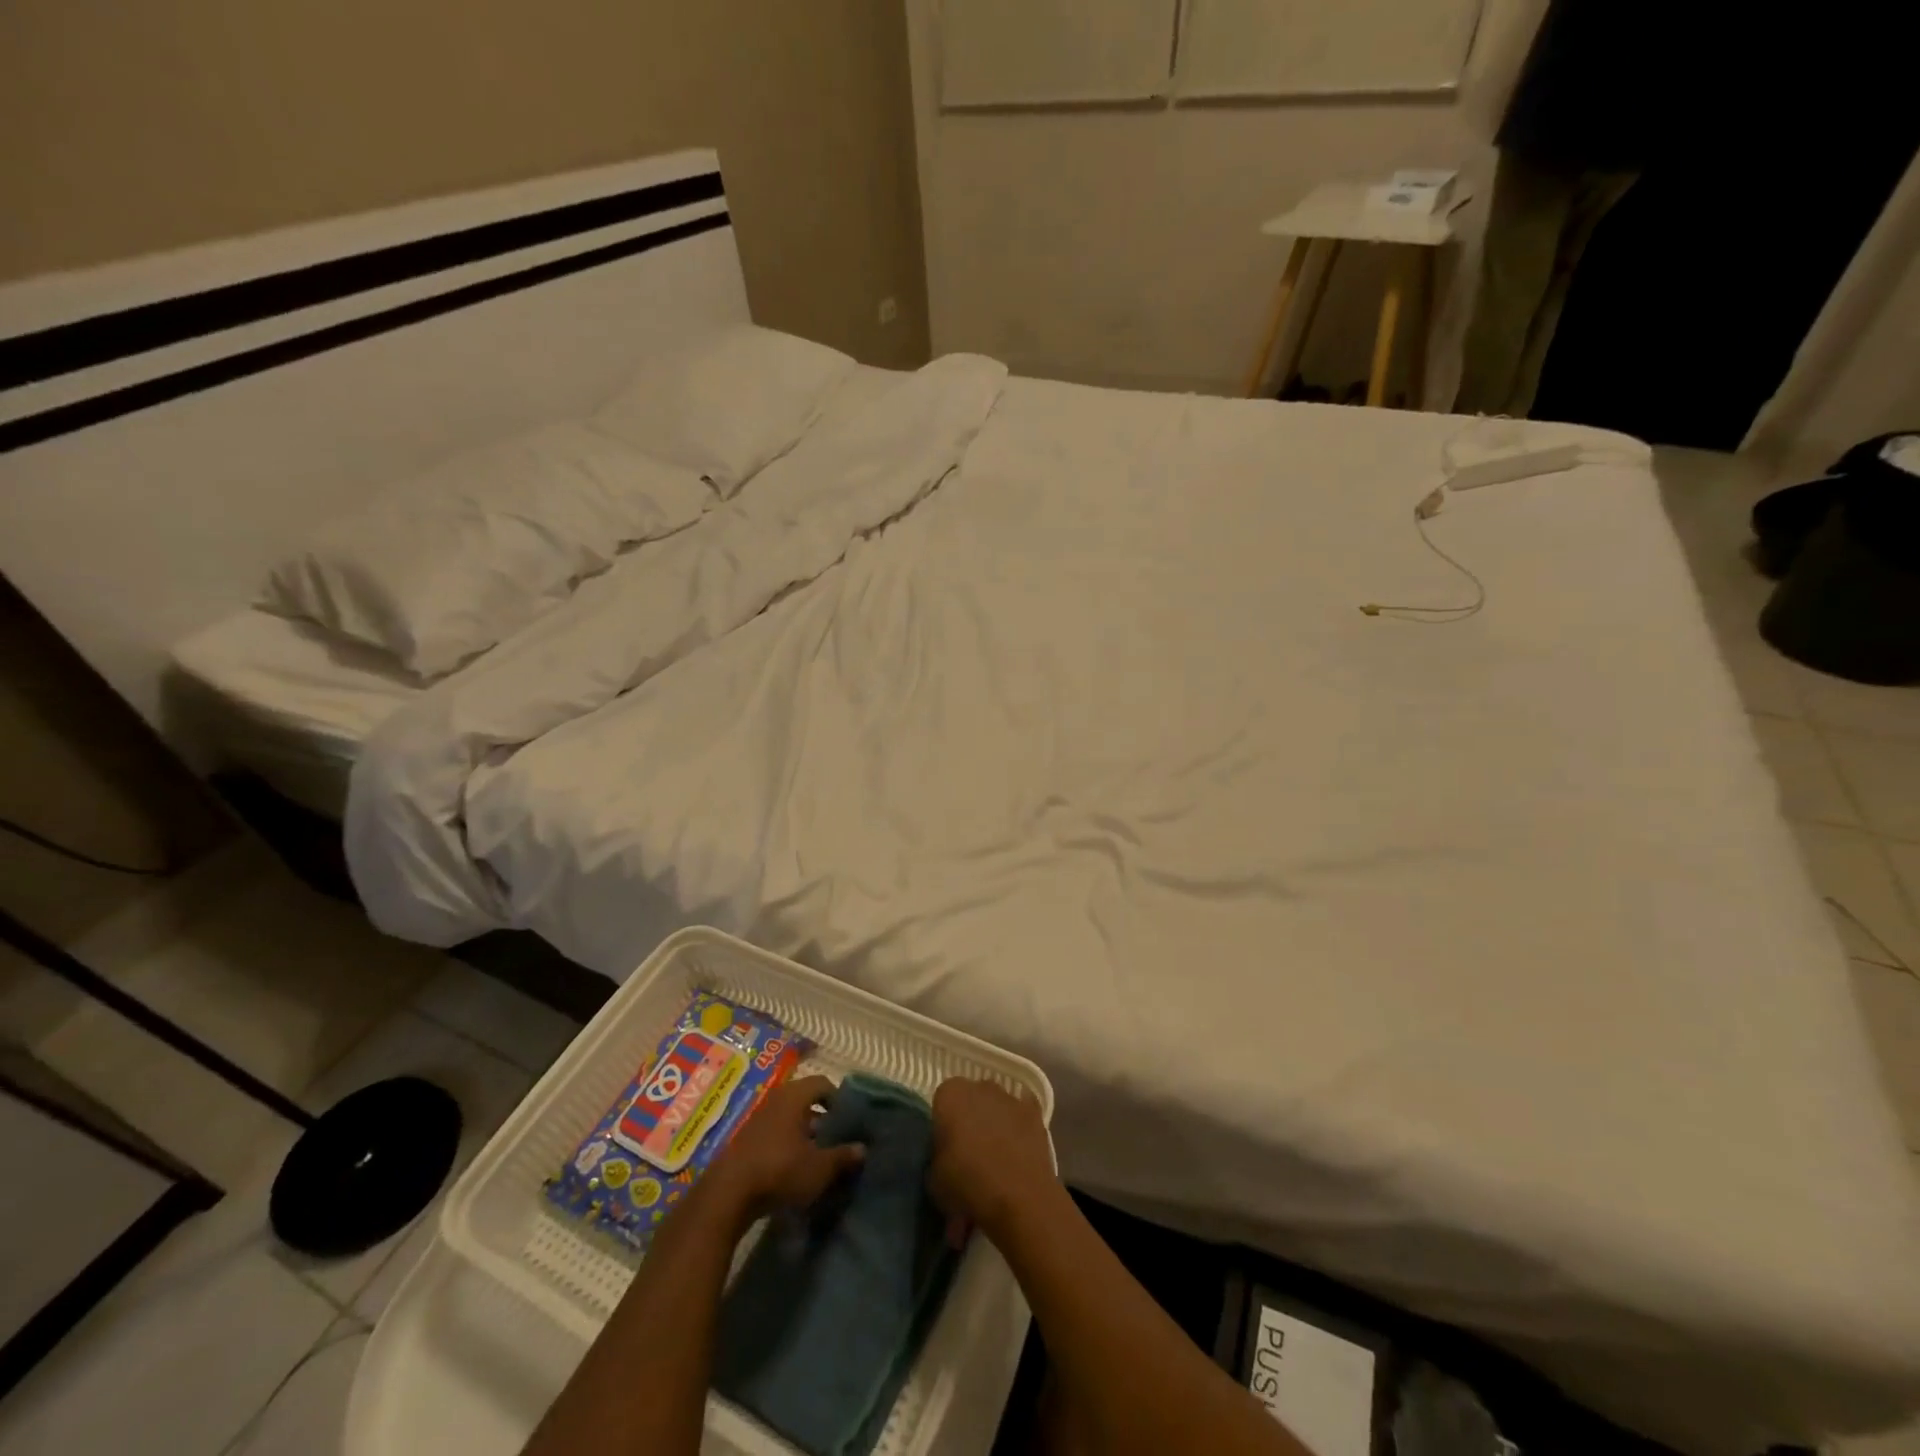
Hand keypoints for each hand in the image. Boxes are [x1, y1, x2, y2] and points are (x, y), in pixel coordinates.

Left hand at [708, 1075, 864, 1226]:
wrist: (727, 1195)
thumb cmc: (780, 1170)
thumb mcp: (819, 1168)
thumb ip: (843, 1156)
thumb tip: (862, 1148)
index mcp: (795, 1096)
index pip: (822, 1083)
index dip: (838, 1098)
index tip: (848, 1118)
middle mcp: (776, 1100)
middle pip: (804, 1100)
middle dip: (821, 1117)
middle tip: (835, 1137)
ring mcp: (757, 1120)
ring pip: (788, 1118)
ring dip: (803, 1133)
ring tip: (817, 1155)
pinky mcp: (745, 1141)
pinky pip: (774, 1134)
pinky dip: (786, 1144)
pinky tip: (794, 1168)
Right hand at [927, 1079, 1057, 1244]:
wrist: (1021, 1199)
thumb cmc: (968, 1185)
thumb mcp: (934, 1179)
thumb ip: (938, 1156)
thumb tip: (946, 1156)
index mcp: (950, 1095)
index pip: (941, 1101)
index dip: (942, 1125)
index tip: (944, 1149)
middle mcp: (980, 1086)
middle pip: (970, 1099)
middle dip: (968, 1120)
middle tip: (967, 1154)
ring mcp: (1010, 1098)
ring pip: (996, 1105)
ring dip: (993, 1122)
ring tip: (994, 1159)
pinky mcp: (1036, 1113)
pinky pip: (1021, 1115)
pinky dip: (1018, 1127)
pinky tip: (1017, 1151)